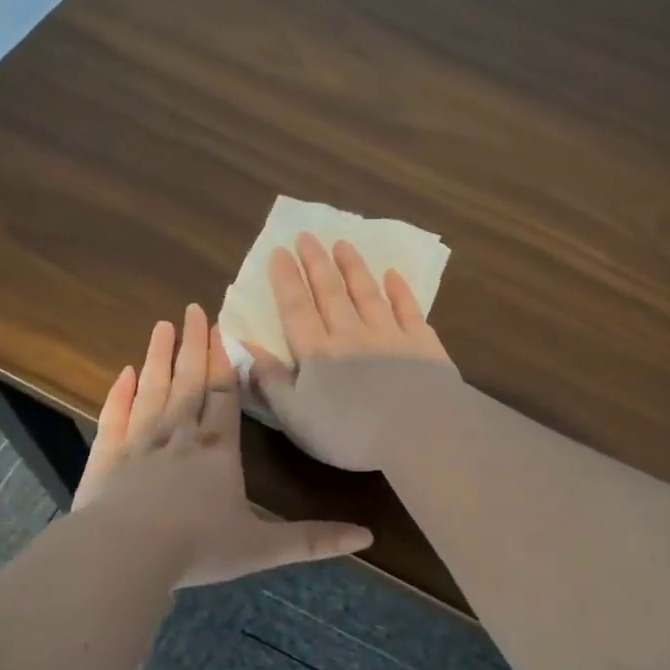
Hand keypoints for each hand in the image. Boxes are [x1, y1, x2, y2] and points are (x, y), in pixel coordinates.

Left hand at [71, 303, 372, 585]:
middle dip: (193, 345)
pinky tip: (124, 374)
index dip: (225, 362)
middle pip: (189, 381)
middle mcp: (179, 435)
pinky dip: (120, 393)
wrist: (125, 554)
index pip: (225, 395)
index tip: (223, 328)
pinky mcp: (107, 457)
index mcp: (218, 450)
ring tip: (161, 326)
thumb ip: (312, 540)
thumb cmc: (198, 547)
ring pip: (153, 390)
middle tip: (192, 309)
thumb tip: (367, 537)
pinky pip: (116, 416)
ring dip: (159, 357)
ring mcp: (139, 442)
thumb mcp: (262, 548)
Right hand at [246, 233, 461, 471]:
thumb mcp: (296, 417)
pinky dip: (399, 291)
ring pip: (367, 293)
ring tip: (342, 244)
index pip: (296, 309)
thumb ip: (271, 382)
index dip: (286, 280)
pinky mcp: (423, 344)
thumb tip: (246, 349)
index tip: (279, 252)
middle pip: (330, 292)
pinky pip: (409, 310)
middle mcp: (351, 335)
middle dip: (316, 263)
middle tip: (306, 236)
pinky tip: (393, 275)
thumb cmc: (350, 433)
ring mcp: (390, 336)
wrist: (419, 432)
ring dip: (353, 268)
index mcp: (317, 353)